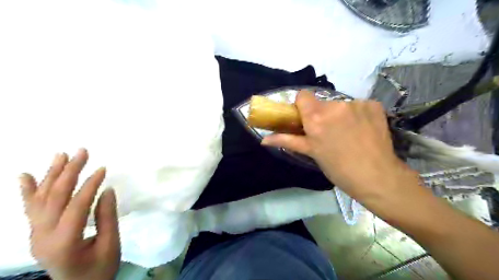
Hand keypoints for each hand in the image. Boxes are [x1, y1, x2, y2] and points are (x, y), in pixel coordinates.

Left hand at [20, 149, 121, 279]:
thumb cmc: (99, 269)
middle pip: (55, 197)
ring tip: (61, 155)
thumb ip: (107, 217)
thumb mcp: (111, 245)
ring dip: (51, 174)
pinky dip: (26, 191)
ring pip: (40, 199)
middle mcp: (43, 236)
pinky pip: (29, 208)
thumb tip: (106, 190)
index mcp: (64, 242)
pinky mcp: (36, 232)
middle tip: (82, 152)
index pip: (76, 205)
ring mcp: (35, 234)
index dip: (90, 185)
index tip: (102, 168)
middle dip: (69, 172)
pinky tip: (25, 175)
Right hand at [261, 90, 419, 201]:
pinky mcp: (374, 105)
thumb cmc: (338, 168)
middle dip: (322, 114)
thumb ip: (286, 141)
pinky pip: (359, 105)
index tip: (307, 120)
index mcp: (316, 117)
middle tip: (328, 133)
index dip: (302, 106)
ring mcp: (357, 103)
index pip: (302, 95)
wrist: (377, 177)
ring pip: (340, 104)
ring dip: (341, 115)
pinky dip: (358, 114)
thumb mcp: (311, 153)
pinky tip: (363, 130)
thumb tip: (263, 139)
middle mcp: (335, 106)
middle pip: (322, 102)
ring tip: (348, 134)